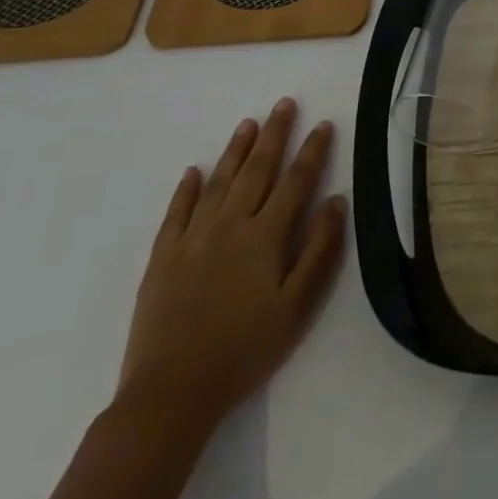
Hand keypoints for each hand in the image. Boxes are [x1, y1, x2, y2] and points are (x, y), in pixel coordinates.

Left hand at [116, 97, 345, 439]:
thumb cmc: (245, 351)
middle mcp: (230, 226)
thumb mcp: (298, 307)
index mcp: (265, 236)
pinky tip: (193, 171)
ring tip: (249, 123)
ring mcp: (192, 240)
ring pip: (218, 182)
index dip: (312, 151)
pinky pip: (176, 213)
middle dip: (275, 134)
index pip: (296, 181)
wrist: (171, 394)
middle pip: (257, 170)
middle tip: (285, 104)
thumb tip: (336, 200)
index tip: (324, 124)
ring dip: (236, 150)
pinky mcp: (161, 259)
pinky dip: (186, 189)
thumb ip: (320, 250)